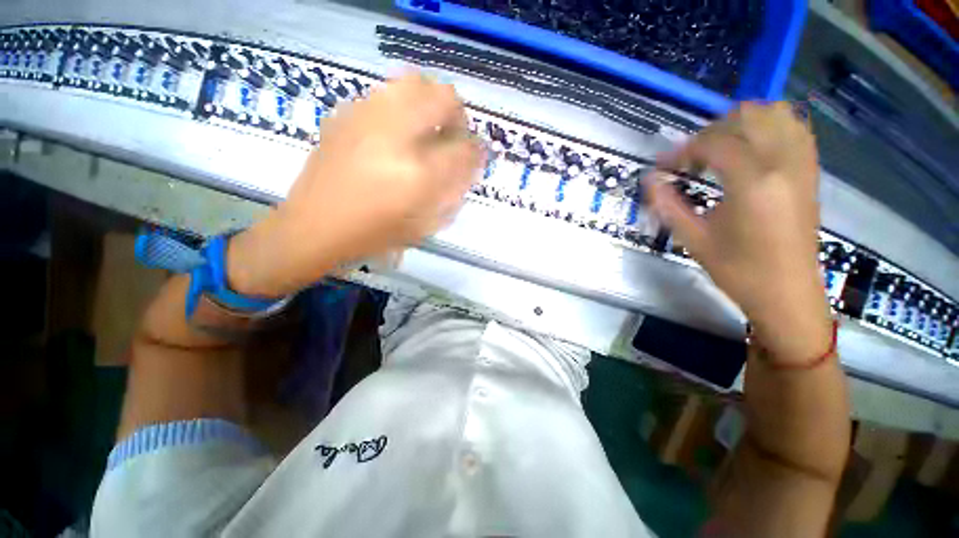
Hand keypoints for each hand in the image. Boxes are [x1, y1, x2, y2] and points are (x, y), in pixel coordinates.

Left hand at [227, 73, 484, 296]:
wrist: (313, 227)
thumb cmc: (374, 235)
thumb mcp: (423, 225)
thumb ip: (452, 192)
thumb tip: (469, 164)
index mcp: (418, 175)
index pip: (464, 148)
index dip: (476, 151)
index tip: (475, 156)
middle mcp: (395, 136)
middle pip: (444, 97)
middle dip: (457, 116)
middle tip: (452, 137)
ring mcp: (367, 118)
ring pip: (414, 83)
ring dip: (430, 104)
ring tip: (426, 129)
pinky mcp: (346, 114)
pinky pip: (386, 93)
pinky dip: (402, 105)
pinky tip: (396, 131)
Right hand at [646, 102, 831, 363]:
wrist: (788, 293)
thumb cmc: (738, 271)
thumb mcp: (694, 239)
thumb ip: (667, 204)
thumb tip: (648, 179)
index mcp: (753, 183)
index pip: (714, 143)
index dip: (682, 150)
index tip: (664, 166)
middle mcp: (783, 164)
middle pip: (749, 115)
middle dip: (713, 130)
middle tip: (693, 157)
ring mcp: (802, 165)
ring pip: (777, 114)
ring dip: (743, 124)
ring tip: (720, 149)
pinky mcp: (810, 172)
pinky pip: (794, 129)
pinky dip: (769, 128)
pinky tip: (750, 151)